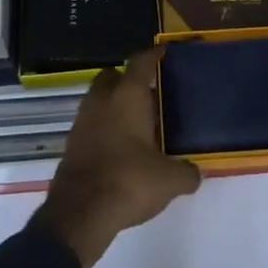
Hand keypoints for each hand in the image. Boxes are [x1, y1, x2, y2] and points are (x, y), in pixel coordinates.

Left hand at [34, 48, 200, 267]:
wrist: (79, 214)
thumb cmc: (129, 181)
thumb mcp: (170, 180)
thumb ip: (186, 172)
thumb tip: (195, 173)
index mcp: (127, 97)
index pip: (140, 63)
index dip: (153, 55)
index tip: (163, 52)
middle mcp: (101, 102)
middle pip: (111, 77)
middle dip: (127, 79)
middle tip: (149, 93)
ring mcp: (82, 123)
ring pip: (98, 101)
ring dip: (113, 106)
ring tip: (137, 124)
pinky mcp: (71, 146)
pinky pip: (90, 126)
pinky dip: (104, 129)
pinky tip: (120, 148)